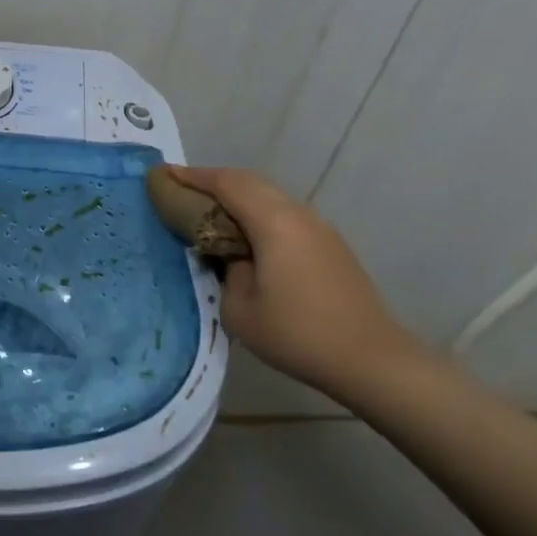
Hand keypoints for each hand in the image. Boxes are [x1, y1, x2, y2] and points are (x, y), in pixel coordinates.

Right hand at [166, 165, 421, 392]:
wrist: (371, 360)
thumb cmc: (298, 333)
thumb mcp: (240, 309)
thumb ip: (226, 272)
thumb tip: (232, 257)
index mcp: (274, 222)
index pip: (226, 183)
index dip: (193, 176)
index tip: (165, 175)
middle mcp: (298, 214)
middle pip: (249, 182)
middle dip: (213, 181)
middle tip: (182, 191)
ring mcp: (319, 228)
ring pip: (270, 197)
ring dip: (238, 198)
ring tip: (209, 213)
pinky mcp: (330, 246)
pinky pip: (284, 215)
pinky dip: (257, 214)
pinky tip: (246, 238)